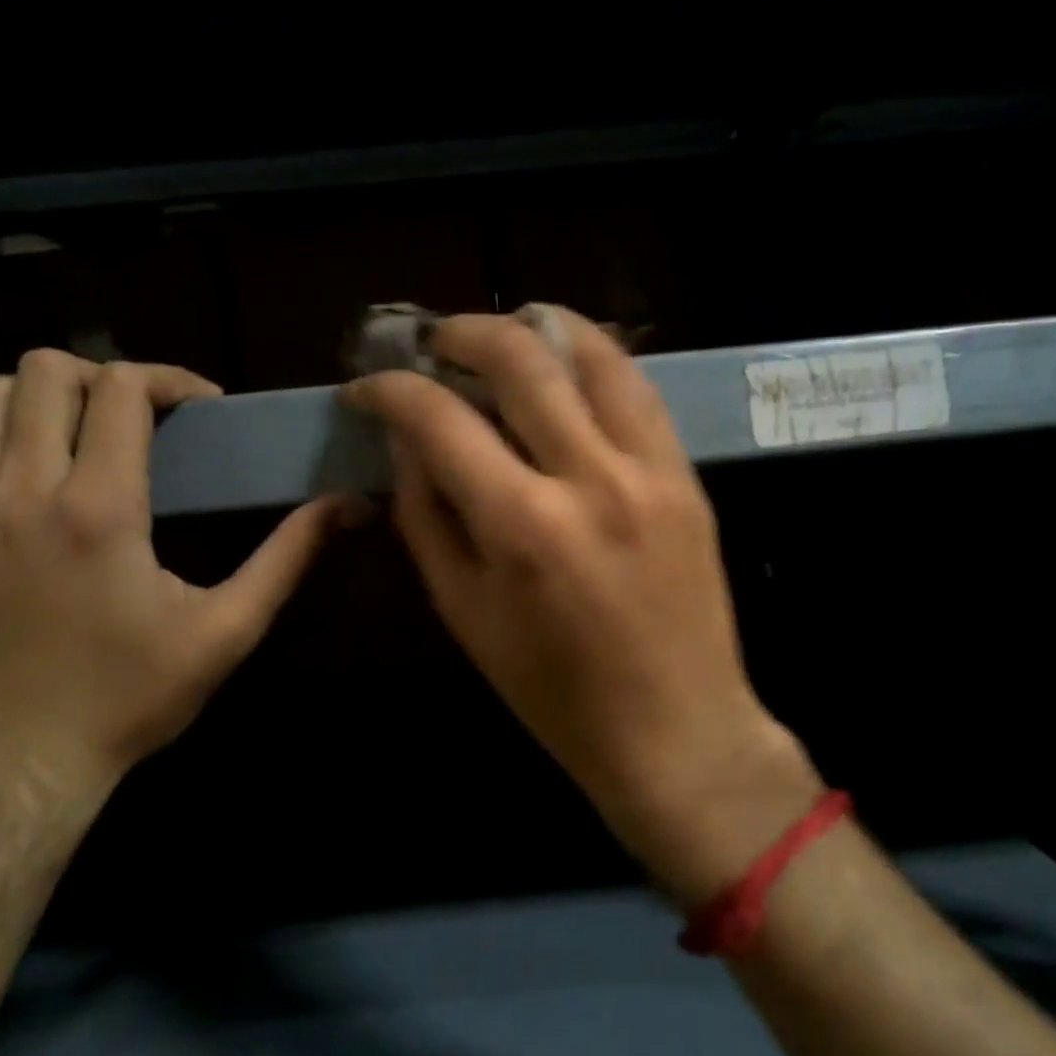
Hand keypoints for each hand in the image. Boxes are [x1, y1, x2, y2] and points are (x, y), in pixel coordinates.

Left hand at [0, 350, 357, 807]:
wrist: (15, 763)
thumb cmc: (130, 698)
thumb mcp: (227, 631)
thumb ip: (287, 557)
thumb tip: (347, 506)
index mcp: (100, 508)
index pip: (121, 390)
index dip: (170, 380)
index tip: (204, 409)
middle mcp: (24, 489)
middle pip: (47, 370)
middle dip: (108, 377)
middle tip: (148, 418)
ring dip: (44, 392)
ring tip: (88, 429)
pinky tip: (25, 450)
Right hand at [343, 308, 822, 901]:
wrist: (675, 729)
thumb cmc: (555, 693)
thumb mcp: (465, 614)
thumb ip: (427, 517)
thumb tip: (409, 443)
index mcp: (522, 526)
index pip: (439, 419)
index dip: (390, 390)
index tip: (367, 388)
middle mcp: (590, 478)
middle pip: (520, 358)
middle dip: (462, 333)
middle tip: (434, 343)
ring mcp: (650, 470)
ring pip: (594, 353)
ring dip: (538, 326)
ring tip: (504, 333)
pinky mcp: (687, 476)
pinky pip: (639, 390)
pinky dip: (595, 360)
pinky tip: (567, 366)